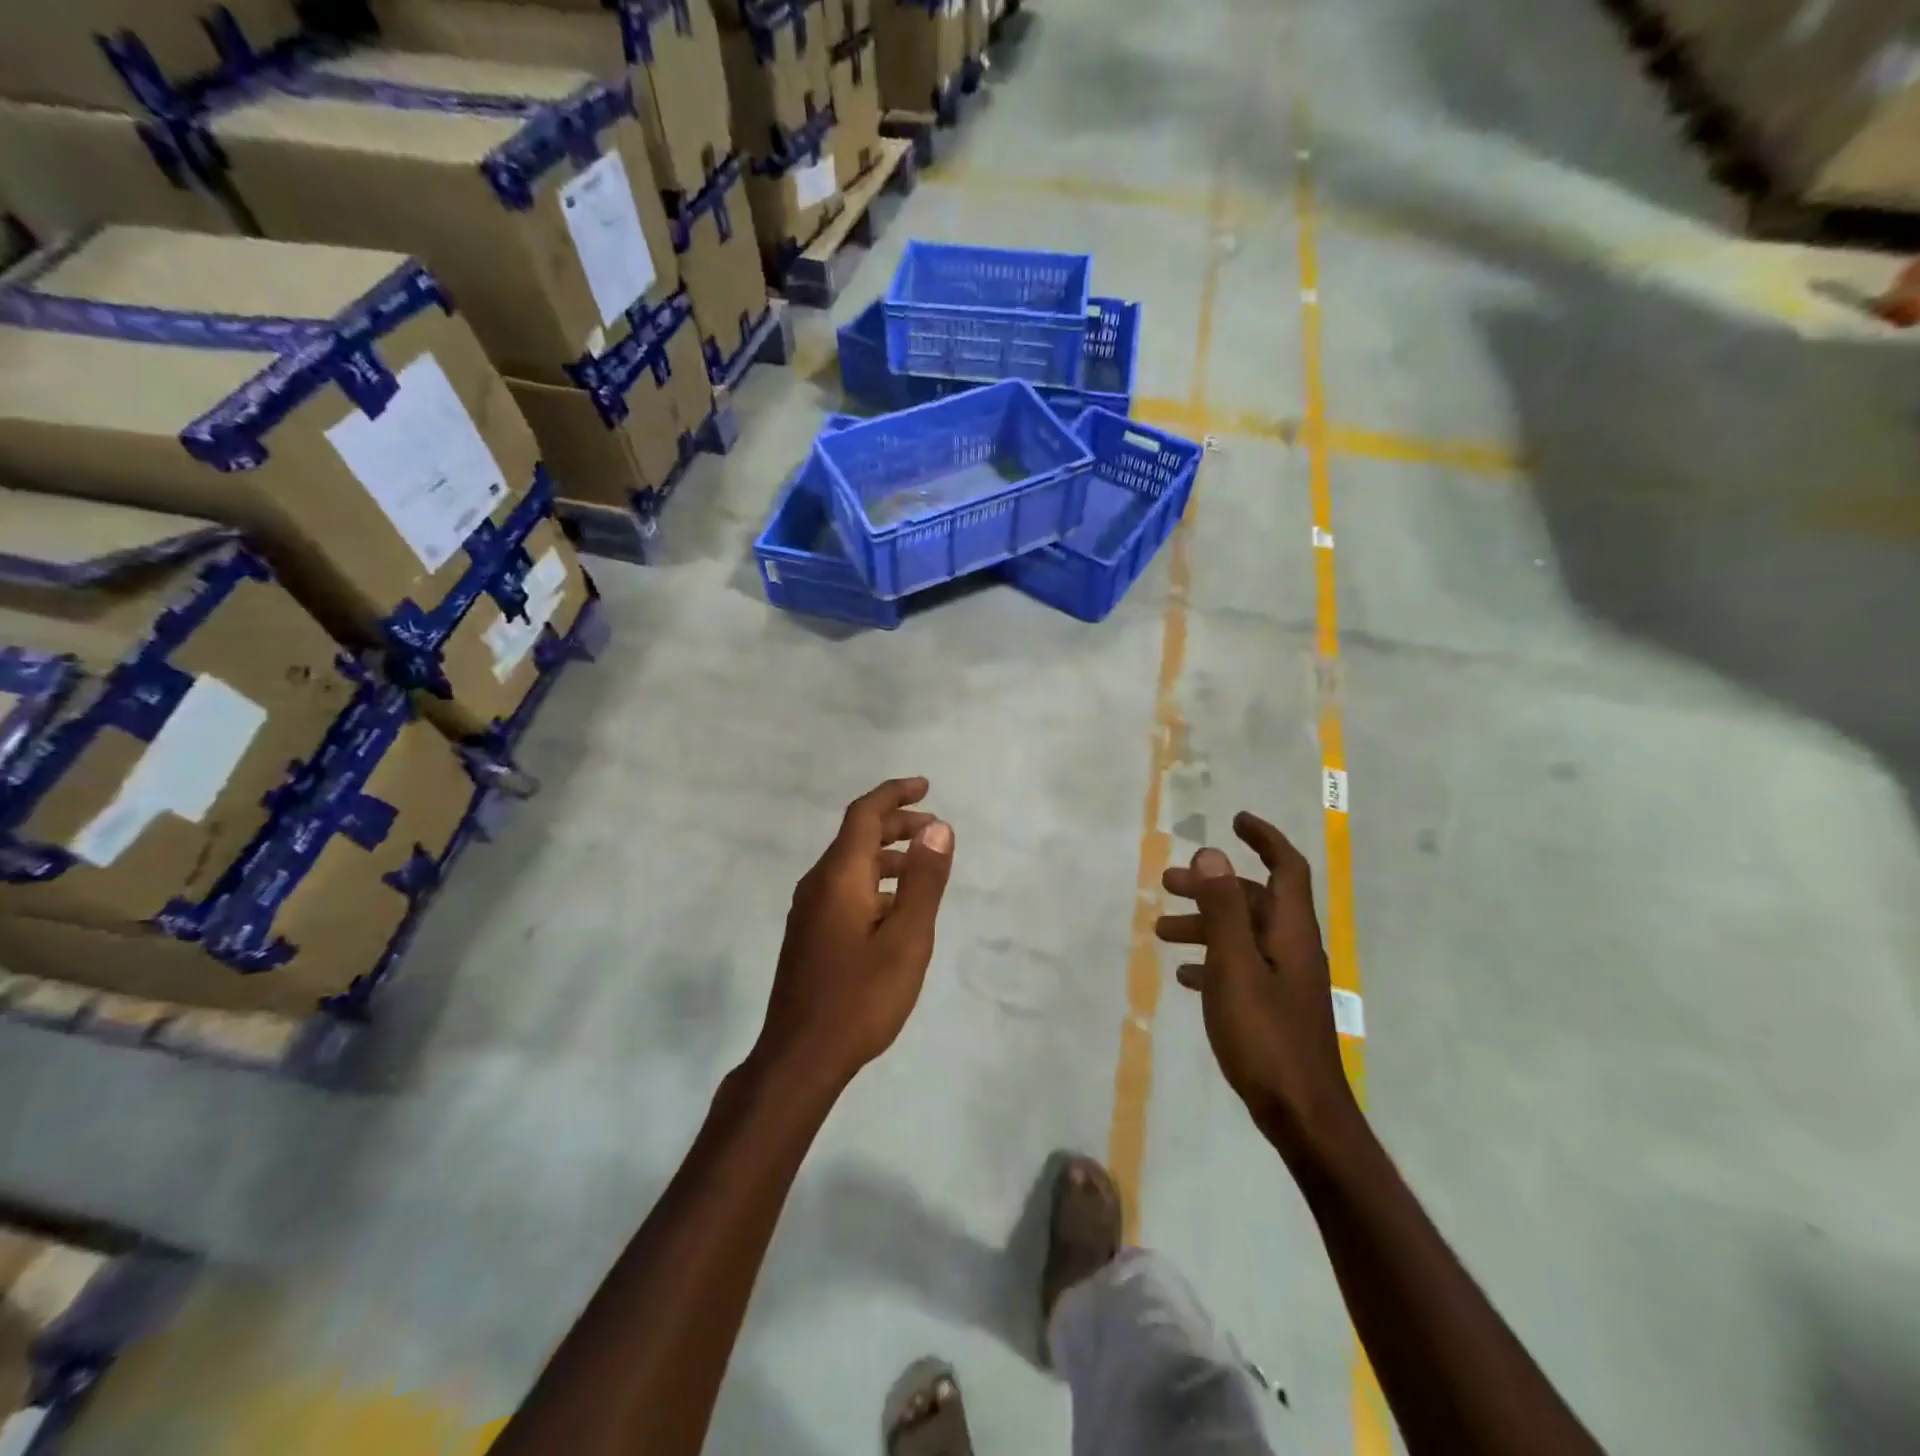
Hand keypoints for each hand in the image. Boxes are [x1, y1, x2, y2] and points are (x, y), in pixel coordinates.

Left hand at [758, 777, 954, 1088]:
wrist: (800, 1058)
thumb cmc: (860, 997)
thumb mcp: (907, 938)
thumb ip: (924, 880)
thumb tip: (938, 827)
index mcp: (839, 876)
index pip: (864, 815)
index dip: (894, 794)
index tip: (925, 786)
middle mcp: (818, 884)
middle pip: (856, 837)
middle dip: (896, 824)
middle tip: (934, 828)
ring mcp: (809, 911)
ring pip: (850, 865)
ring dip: (887, 855)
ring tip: (923, 866)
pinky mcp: (809, 935)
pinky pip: (844, 889)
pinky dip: (874, 881)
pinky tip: (894, 907)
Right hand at [1156, 812, 1357, 1159]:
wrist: (1302, 1116)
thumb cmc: (1266, 1036)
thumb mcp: (1235, 967)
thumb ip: (1223, 909)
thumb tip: (1212, 853)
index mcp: (1289, 932)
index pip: (1286, 868)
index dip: (1264, 839)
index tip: (1235, 820)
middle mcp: (1292, 949)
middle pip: (1253, 901)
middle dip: (1212, 886)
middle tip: (1166, 884)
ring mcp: (1285, 981)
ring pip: (1242, 935)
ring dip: (1205, 924)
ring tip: (1162, 932)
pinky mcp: (1274, 1008)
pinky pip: (1241, 967)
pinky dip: (1213, 960)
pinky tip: (1186, 976)